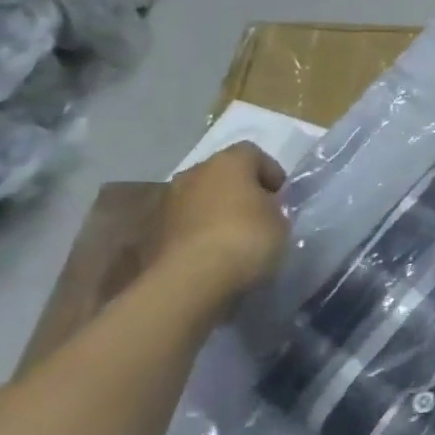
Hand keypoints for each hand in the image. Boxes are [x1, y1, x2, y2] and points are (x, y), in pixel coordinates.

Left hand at [156, 142, 288, 295]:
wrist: (190, 281)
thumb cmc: (246, 239)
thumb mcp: (280, 221)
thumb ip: (273, 207)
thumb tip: (263, 208)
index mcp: (228, 162)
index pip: (253, 154)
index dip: (270, 173)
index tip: (281, 197)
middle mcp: (193, 173)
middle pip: (222, 174)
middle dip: (239, 190)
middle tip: (257, 214)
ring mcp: (168, 202)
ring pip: (200, 198)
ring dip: (216, 210)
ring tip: (234, 237)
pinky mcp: (153, 232)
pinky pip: (186, 223)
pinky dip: (199, 232)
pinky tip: (213, 253)